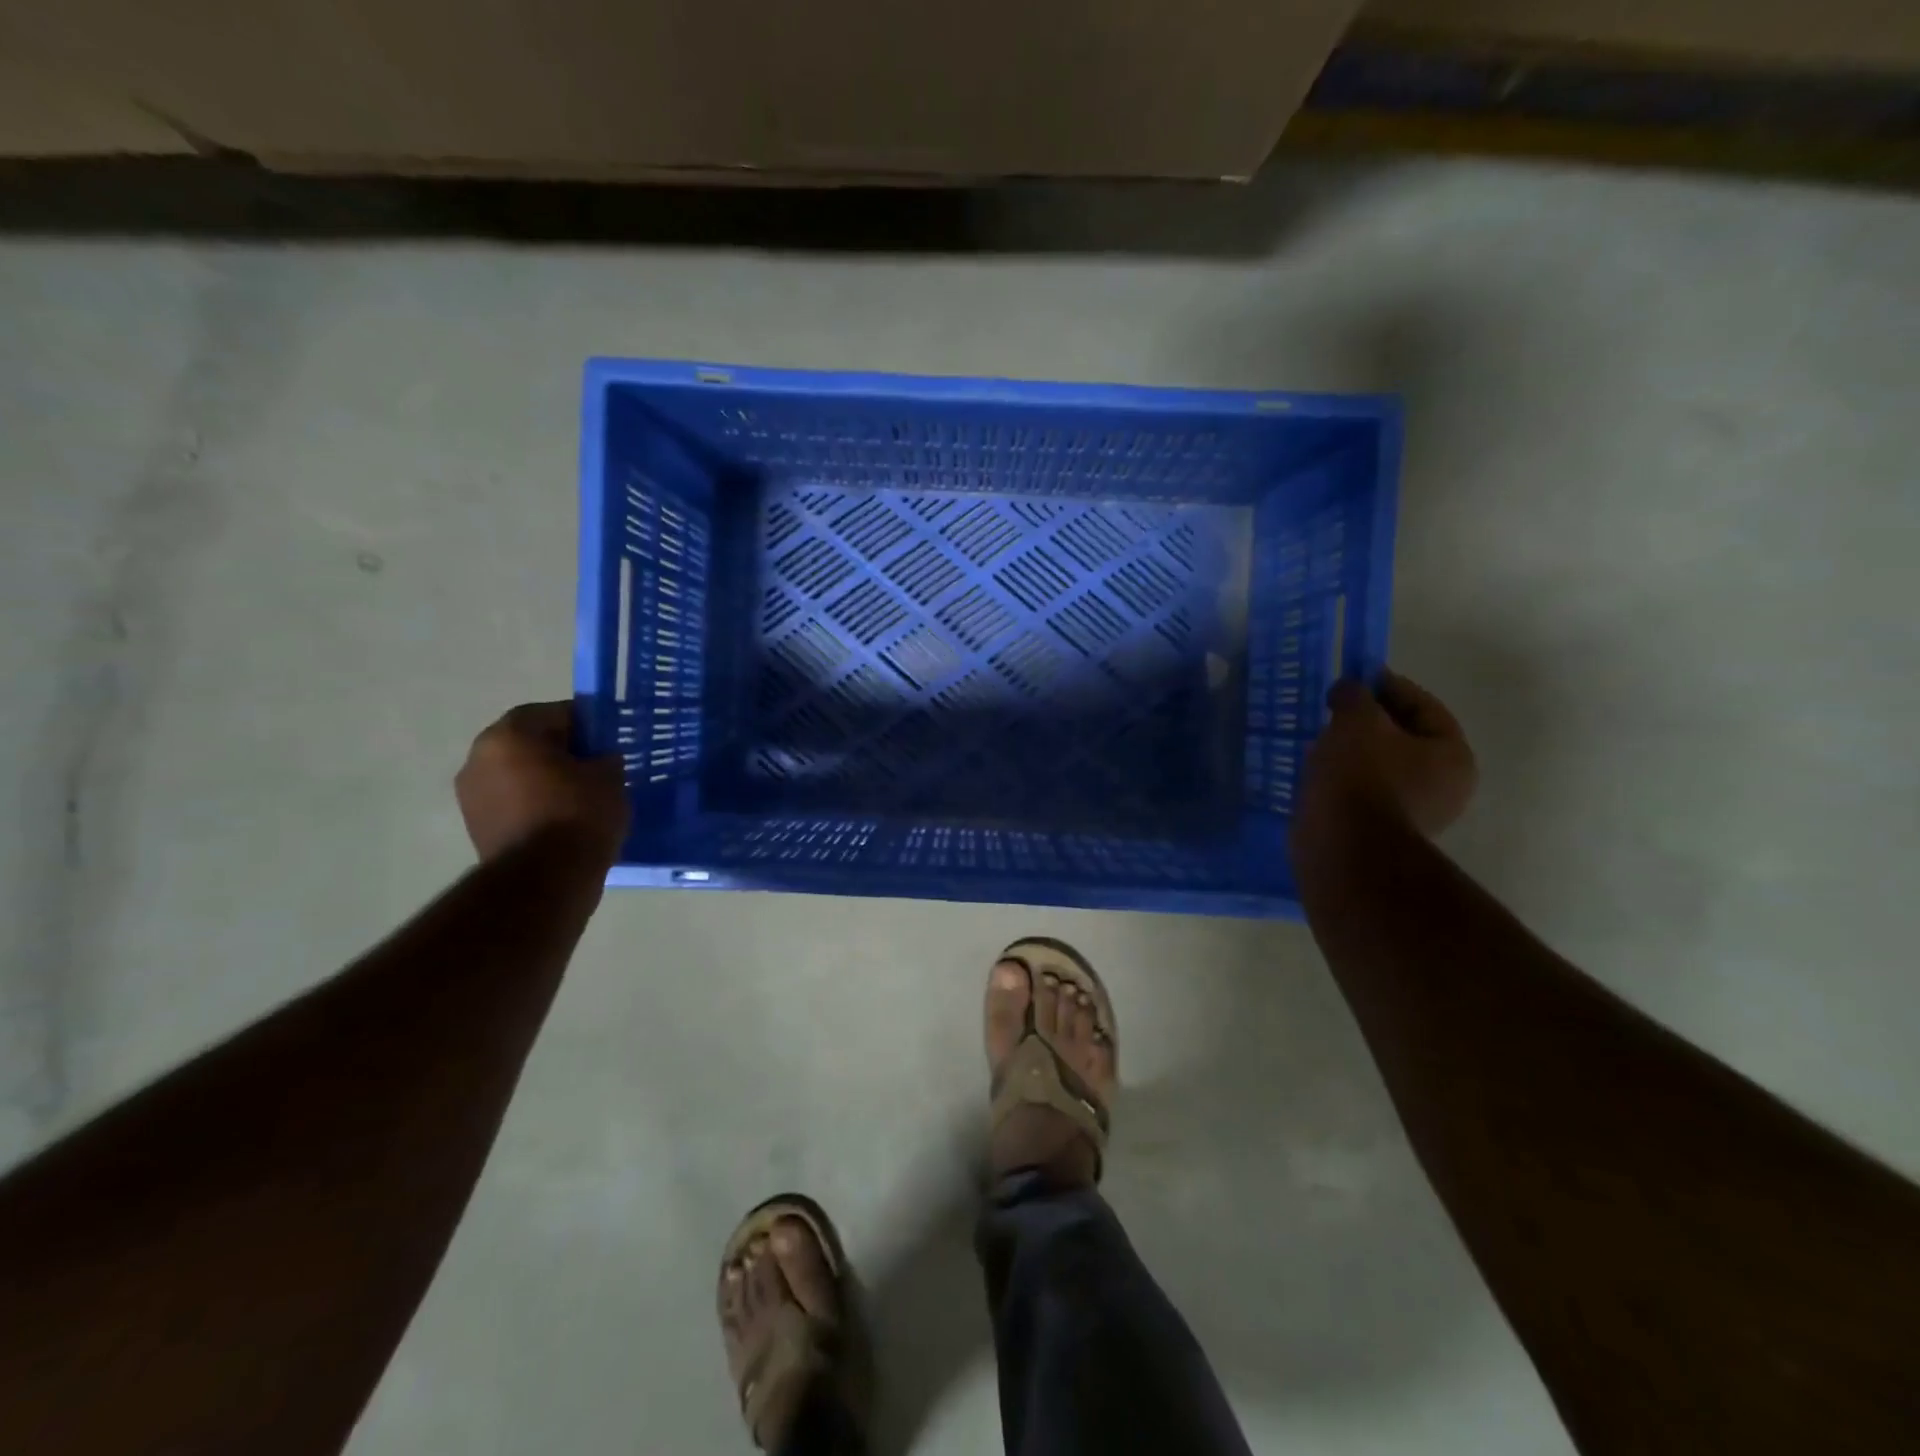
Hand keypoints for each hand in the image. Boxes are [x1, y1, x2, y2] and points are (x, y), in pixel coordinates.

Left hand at [455, 702, 628, 865]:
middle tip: (596, 766)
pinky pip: (513, 803)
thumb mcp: (609, 777)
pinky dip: (535, 805)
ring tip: (583, 797)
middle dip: (562, 752)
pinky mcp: (476, 827)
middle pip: (529, 743)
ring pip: (519, 774)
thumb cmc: (578, 815)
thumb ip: (604, 758)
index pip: (552, 712)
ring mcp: (471, 796)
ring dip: (546, 780)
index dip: (584, 723)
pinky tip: (565, 820)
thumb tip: (599, 759)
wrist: (543, 881)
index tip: (607, 739)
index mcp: (509, 735)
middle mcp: (479, 758)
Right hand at [1297, 670, 1477, 841]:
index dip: (1388, 686)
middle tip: (1335, 708)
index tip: (1355, 677)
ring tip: (1320, 739)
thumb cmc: (1360, 776)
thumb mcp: (1356, 720)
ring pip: (1382, 766)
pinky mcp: (1382, 832)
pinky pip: (1364, 791)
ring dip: (1354, 751)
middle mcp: (1445, 786)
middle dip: (1368, 721)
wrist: (1343, 847)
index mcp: (1452, 755)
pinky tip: (1319, 771)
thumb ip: (1355, 695)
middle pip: (1404, 738)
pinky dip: (1345, 778)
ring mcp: (1416, 813)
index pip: (1423, 706)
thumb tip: (1350, 689)